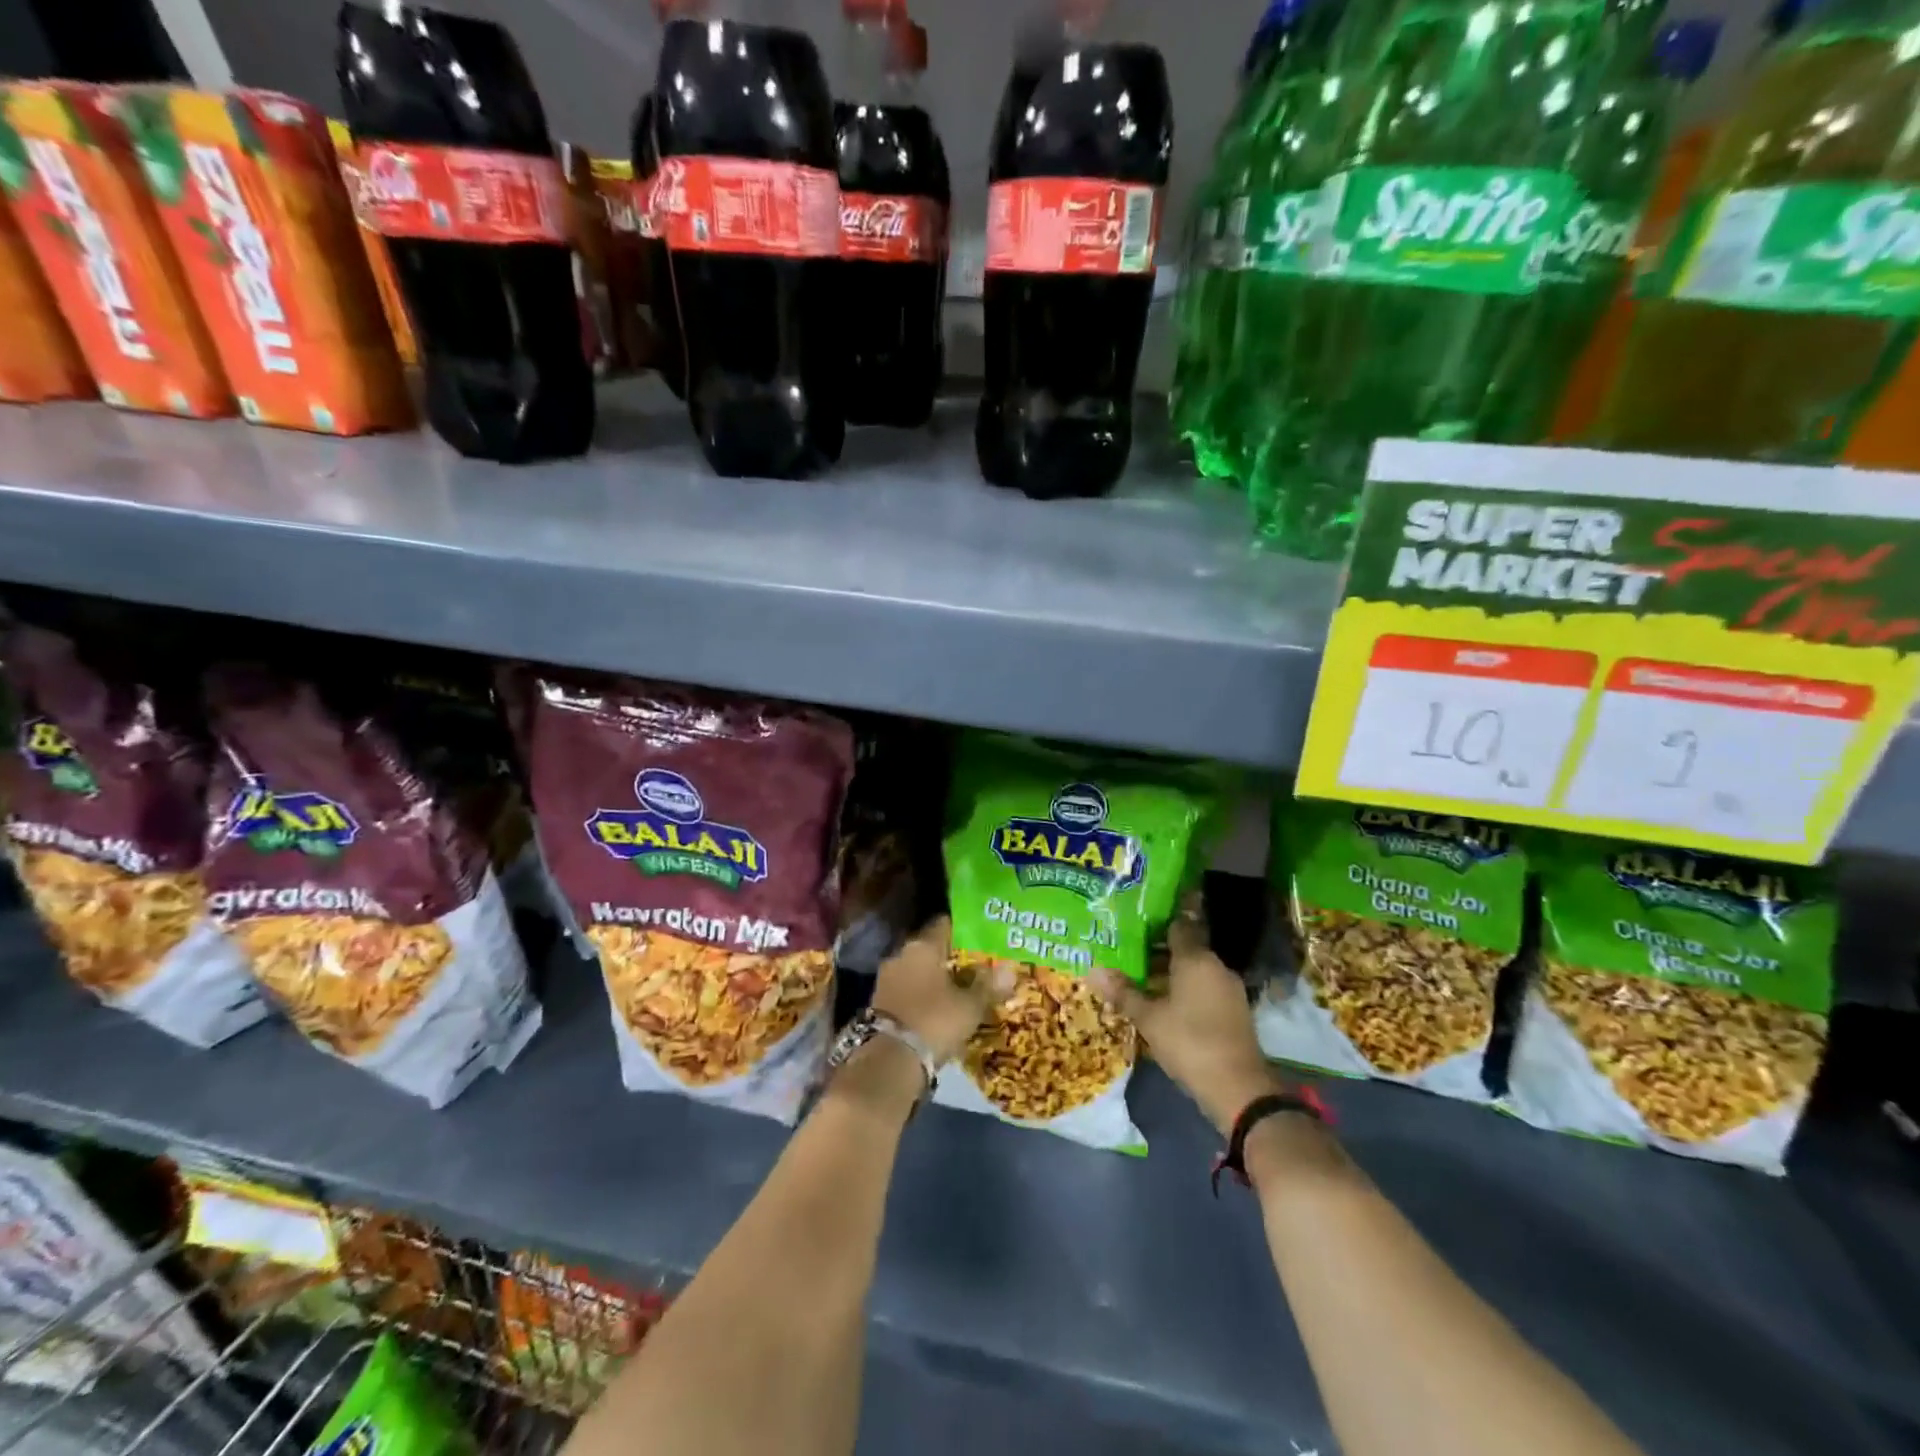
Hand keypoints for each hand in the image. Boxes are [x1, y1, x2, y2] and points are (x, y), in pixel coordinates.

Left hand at [870, 917, 1012, 1065]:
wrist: (890, 1061)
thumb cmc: (934, 1021)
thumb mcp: (969, 1006)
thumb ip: (988, 985)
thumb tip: (1009, 969)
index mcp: (922, 946)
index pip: (944, 924)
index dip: (964, 929)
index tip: (981, 936)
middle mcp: (901, 954)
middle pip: (929, 947)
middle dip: (949, 955)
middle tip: (974, 964)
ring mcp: (886, 978)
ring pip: (917, 969)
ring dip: (934, 976)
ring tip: (958, 988)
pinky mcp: (878, 1001)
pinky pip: (907, 989)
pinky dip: (921, 994)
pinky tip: (937, 1006)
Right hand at [1093, 893, 1280, 1135]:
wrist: (1238, 1089)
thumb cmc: (1189, 1042)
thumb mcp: (1149, 1018)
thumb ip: (1124, 992)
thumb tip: (1093, 970)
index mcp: (1196, 959)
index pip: (1179, 925)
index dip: (1157, 923)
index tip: (1136, 922)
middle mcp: (1216, 967)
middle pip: (1187, 948)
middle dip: (1160, 950)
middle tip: (1129, 953)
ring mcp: (1230, 990)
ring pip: (1197, 971)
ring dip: (1173, 974)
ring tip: (1142, 979)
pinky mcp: (1235, 1012)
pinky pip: (1206, 989)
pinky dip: (1187, 991)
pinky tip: (1166, 1004)